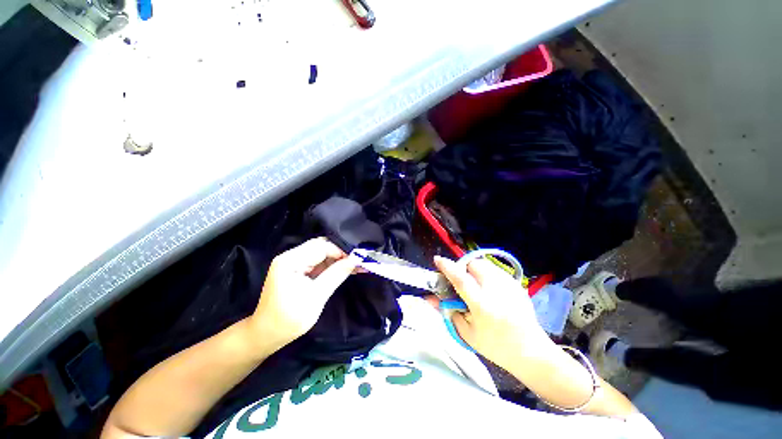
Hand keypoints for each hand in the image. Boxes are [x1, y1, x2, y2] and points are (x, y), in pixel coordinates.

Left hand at [248, 238, 359, 350]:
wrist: (267, 335)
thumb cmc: (289, 319)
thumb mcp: (316, 297)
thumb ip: (336, 275)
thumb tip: (356, 259)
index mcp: (290, 260)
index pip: (321, 246)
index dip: (341, 251)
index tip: (358, 259)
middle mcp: (291, 257)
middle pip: (321, 247)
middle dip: (341, 253)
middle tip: (359, 261)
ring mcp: (294, 263)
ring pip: (322, 254)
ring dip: (338, 259)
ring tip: (357, 265)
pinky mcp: (298, 270)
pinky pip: (319, 263)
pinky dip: (332, 266)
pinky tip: (346, 269)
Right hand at [433, 255, 550, 368]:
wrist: (530, 351)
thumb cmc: (495, 347)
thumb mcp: (467, 333)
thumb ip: (448, 312)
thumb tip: (430, 298)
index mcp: (482, 306)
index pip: (461, 280)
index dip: (447, 267)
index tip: (437, 260)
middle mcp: (496, 291)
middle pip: (474, 265)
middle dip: (463, 268)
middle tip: (461, 281)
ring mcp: (509, 285)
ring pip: (485, 264)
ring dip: (475, 269)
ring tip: (475, 284)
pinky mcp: (516, 284)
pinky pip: (495, 270)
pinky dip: (487, 273)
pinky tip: (489, 288)